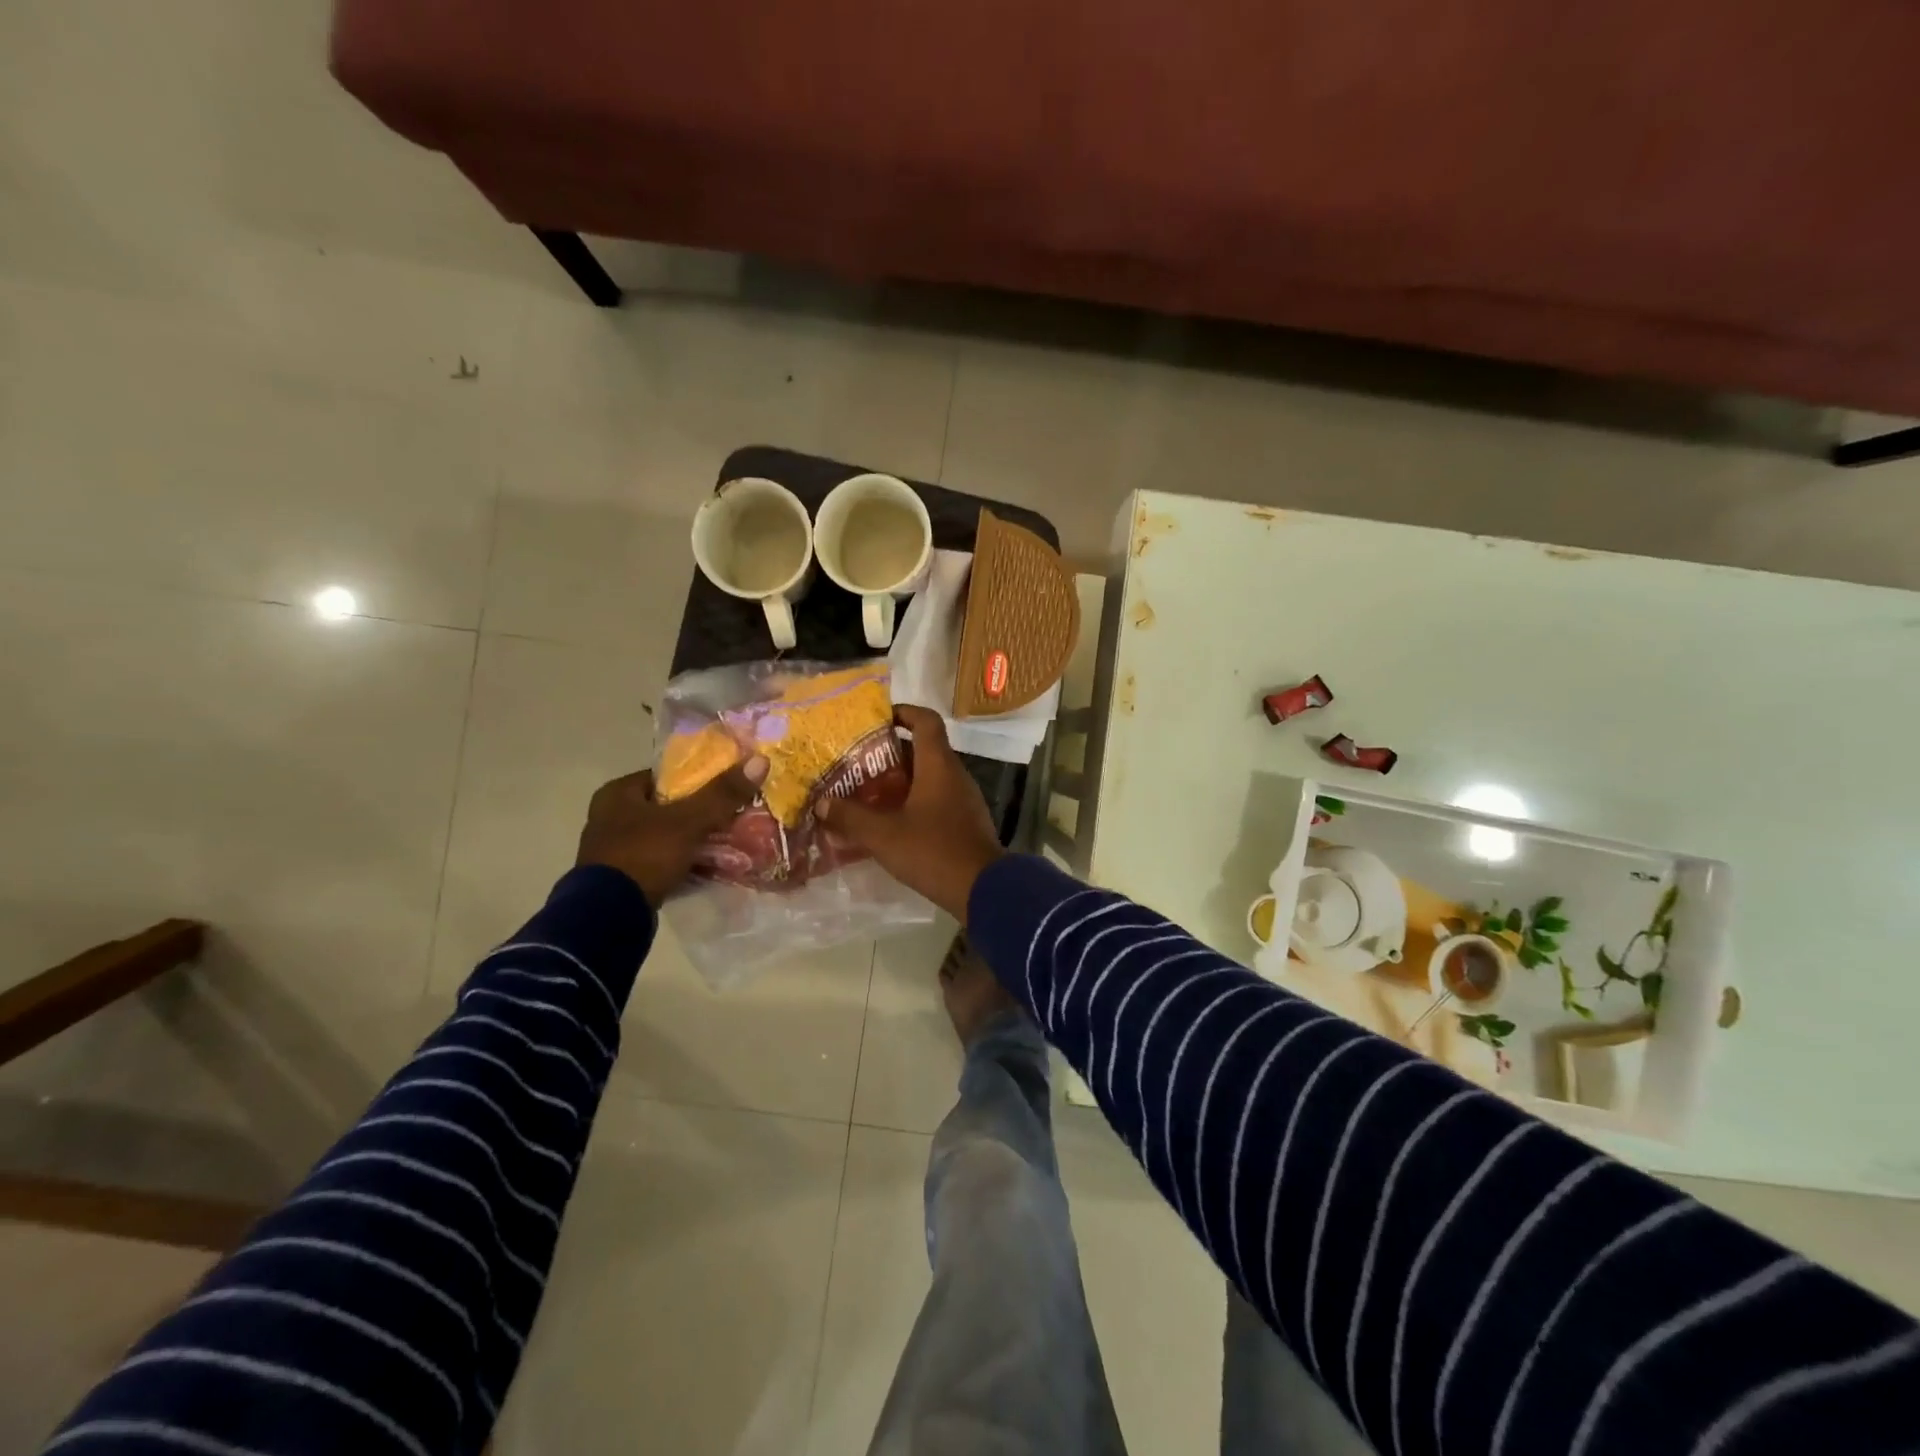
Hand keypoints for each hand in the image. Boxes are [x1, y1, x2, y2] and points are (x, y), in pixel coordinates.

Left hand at [576, 757, 767, 905]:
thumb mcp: (688, 820)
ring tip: (729, 841)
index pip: (665, 775)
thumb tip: (759, 760)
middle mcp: (609, 818)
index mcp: (616, 794)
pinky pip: (662, 862)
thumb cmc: (644, 855)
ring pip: (666, 836)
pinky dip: (683, 863)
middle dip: (698, 812)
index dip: (697, 778)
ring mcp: (615, 851)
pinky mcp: (623, 878)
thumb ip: (722, 793)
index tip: (727, 786)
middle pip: (667, 807)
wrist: (610, 916)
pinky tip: (710, 867)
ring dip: (693, 840)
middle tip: (732, 815)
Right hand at [815, 706, 1003, 921]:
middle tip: (858, 762)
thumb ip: (850, 817)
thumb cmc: (933, 850)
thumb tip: (821, 803)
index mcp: (938, 765)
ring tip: (867, 792)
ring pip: (929, 777)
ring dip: (900, 780)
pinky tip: (890, 822)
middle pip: (923, 749)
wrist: (983, 889)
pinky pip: (936, 800)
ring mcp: (963, 799)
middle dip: (890, 753)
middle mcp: (954, 774)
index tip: (877, 718)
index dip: (903, 712)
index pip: (925, 720)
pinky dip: (913, 802)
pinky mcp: (965, 822)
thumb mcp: (883, 835)